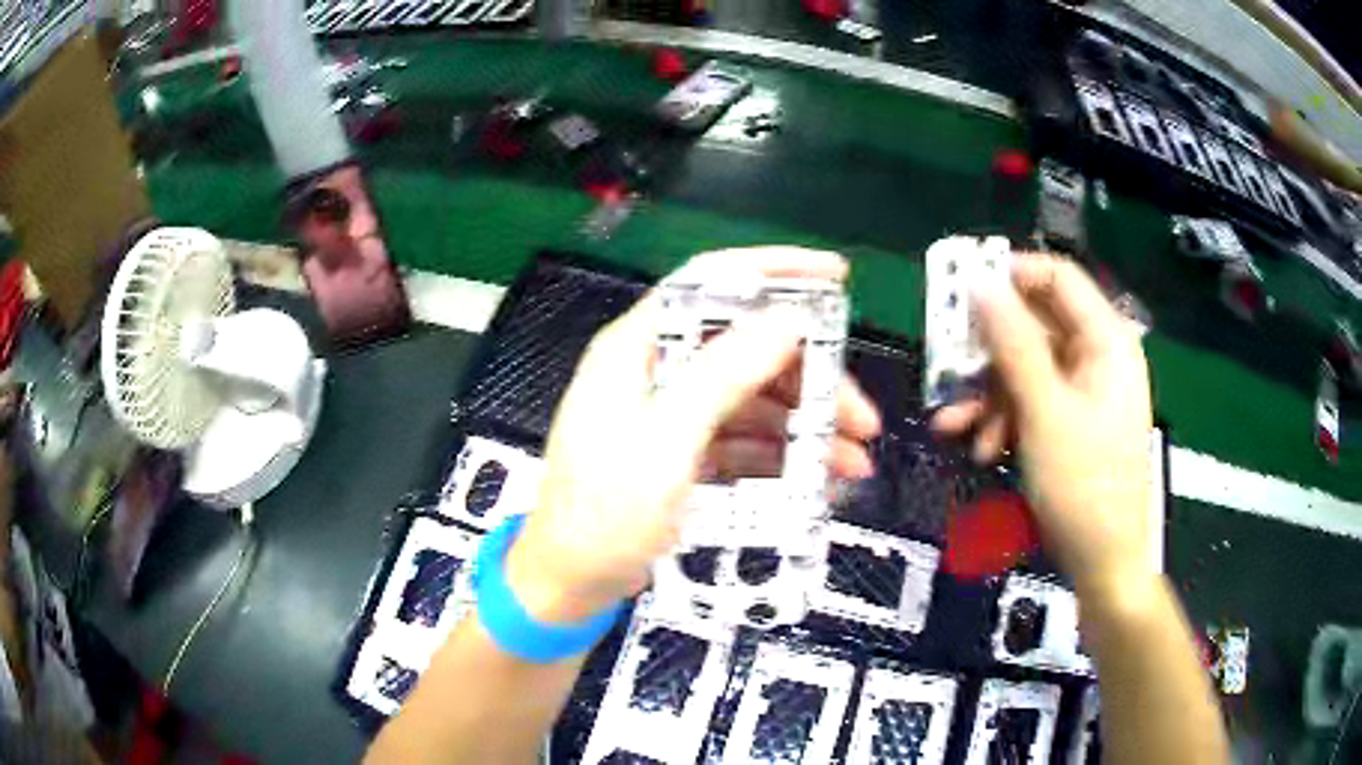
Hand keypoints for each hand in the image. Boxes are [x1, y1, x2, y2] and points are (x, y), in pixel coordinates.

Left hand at [506, 248, 881, 622]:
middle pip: (747, 349)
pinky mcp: (686, 452)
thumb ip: (724, 375)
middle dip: (811, 378)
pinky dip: (784, 456)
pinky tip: (820, 481)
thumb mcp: (666, 442)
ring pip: (755, 398)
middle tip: (861, 417)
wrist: (571, 585)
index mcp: (638, 348)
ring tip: (852, 463)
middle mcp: (657, 370)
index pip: (711, 283)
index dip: (775, 271)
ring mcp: (673, 414)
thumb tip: (788, 318)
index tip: (837, 278)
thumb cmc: (605, 514)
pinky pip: (746, 439)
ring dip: (806, 425)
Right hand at [931, 253, 1155, 599]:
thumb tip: (980, 283)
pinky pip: (1031, 402)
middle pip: (1035, 327)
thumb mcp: (1044, 411)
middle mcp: (1097, 356)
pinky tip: (982, 449)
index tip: (961, 292)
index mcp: (1106, 340)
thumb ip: (1012, 344)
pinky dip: (1004, 419)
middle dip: (989, 355)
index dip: (1011, 276)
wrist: (1104, 561)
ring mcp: (1084, 391)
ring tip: (956, 430)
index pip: (1057, 277)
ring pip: (1026, 368)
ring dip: (989, 396)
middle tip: (948, 370)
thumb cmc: (1084, 484)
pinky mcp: (1071, 421)